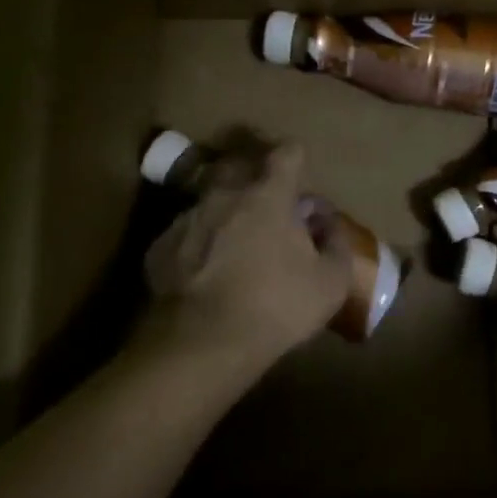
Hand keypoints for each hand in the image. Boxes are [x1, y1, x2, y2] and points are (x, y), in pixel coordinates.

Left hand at [139, 142, 351, 377]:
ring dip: (224, 210)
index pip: (287, 154)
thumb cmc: (276, 306)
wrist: (202, 344)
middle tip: (266, 201)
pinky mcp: (160, 246)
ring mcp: (187, 218)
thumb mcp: (330, 283)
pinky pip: (186, 232)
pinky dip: (198, 242)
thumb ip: (336, 244)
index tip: (300, 173)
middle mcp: (224, 194)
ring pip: (208, 199)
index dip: (296, 158)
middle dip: (254, 175)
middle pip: (239, 164)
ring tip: (233, 239)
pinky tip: (204, 271)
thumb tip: (326, 223)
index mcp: (268, 195)